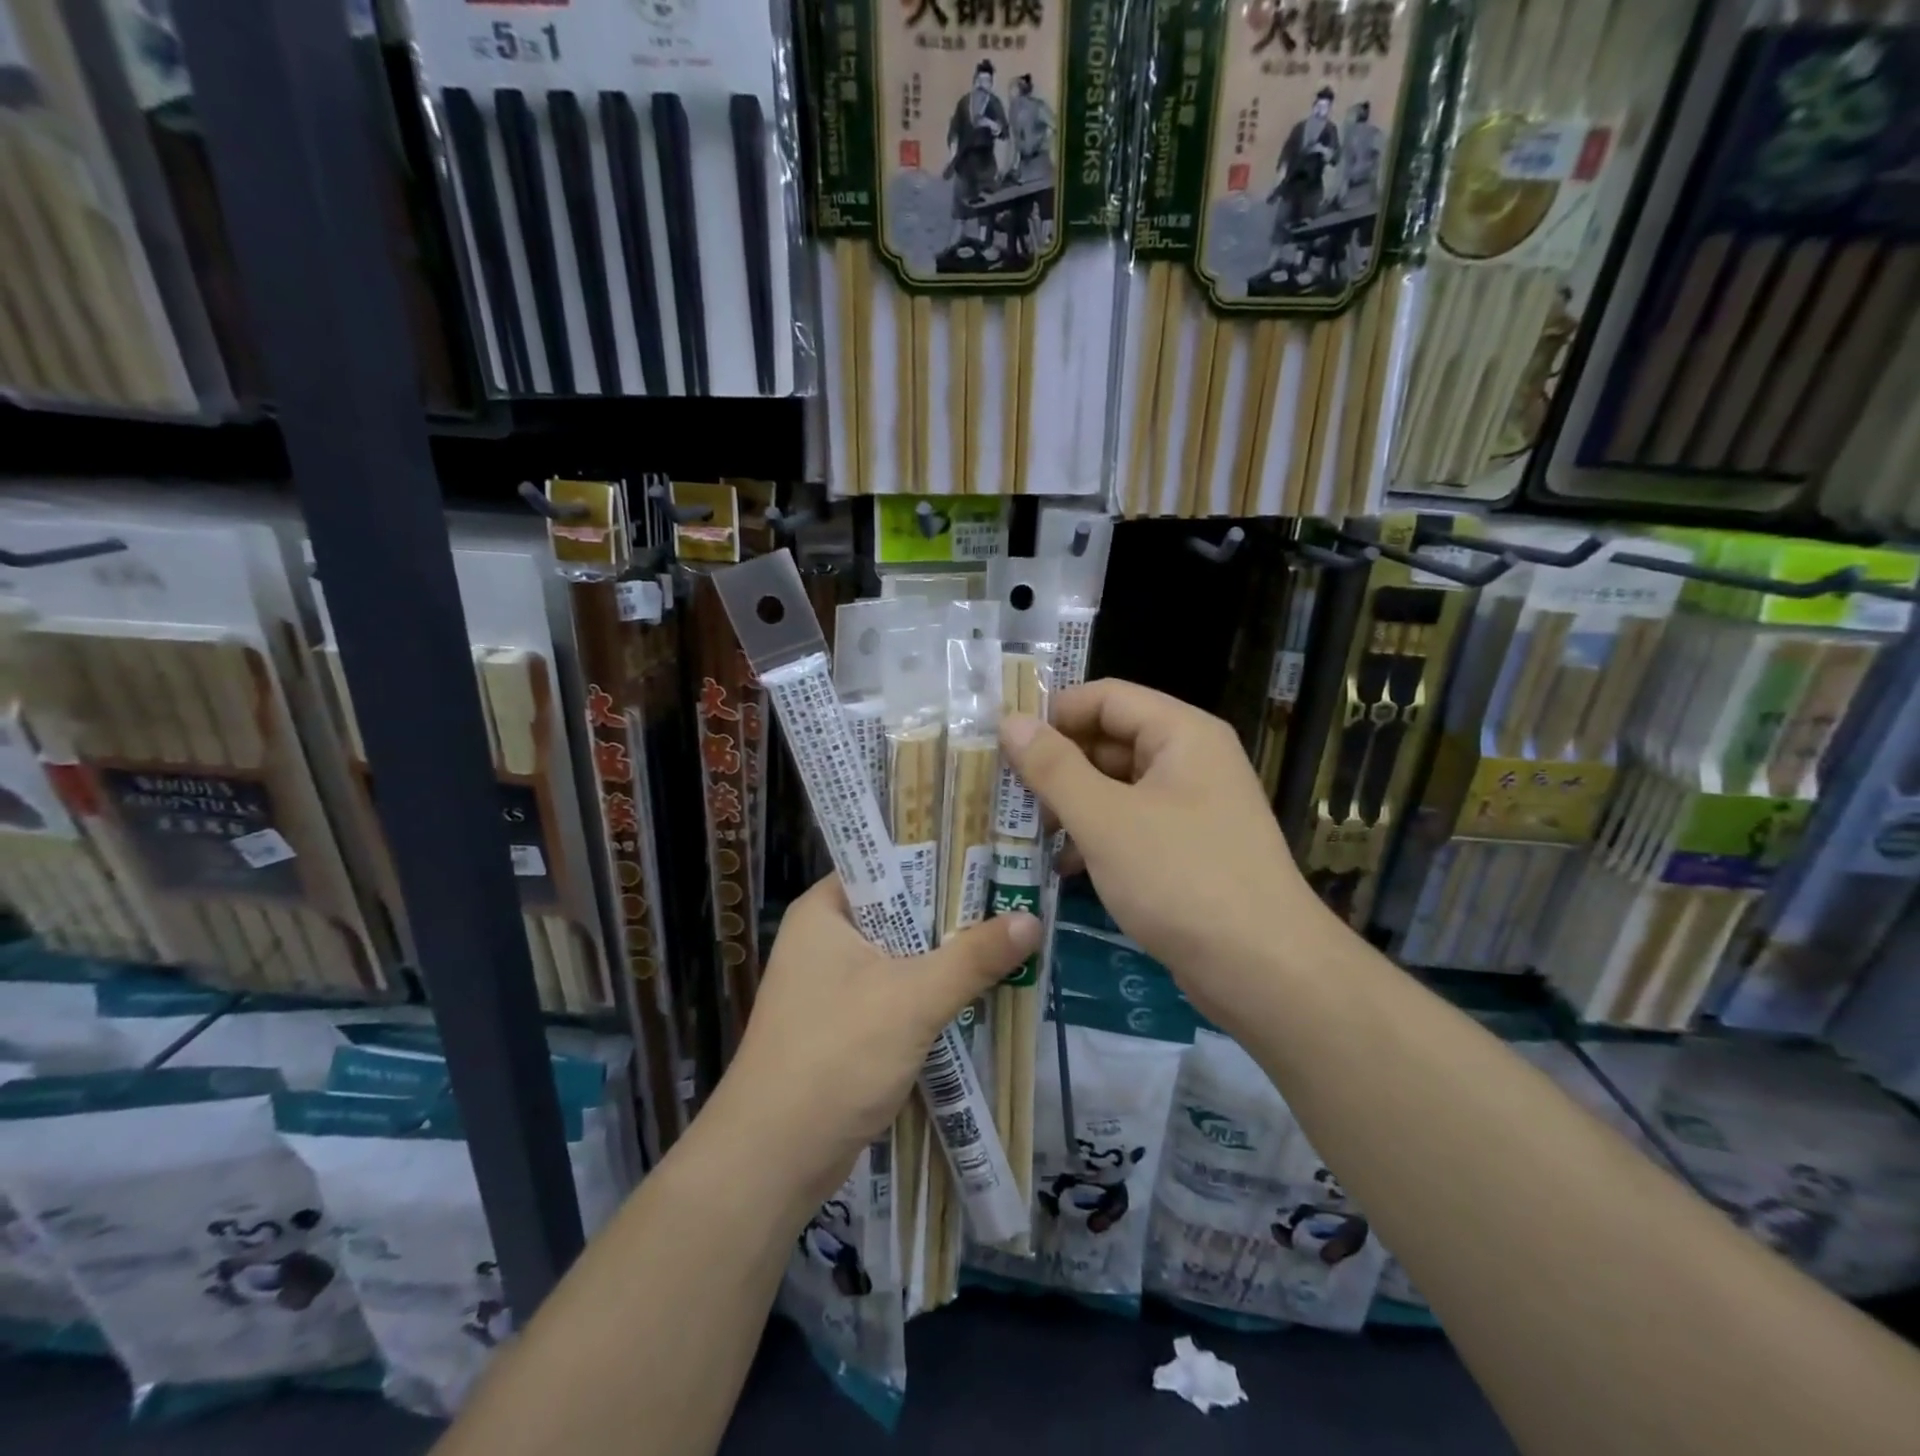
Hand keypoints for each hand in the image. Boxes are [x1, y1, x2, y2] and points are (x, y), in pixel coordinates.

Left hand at [716, 877, 1039, 1202]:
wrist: (773, 1159)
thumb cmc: (836, 1056)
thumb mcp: (913, 999)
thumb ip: (973, 957)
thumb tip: (1032, 919)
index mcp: (825, 910)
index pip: (889, 863)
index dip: (942, 859)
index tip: (995, 859)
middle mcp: (826, 937)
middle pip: (902, 910)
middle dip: (955, 915)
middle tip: (1016, 902)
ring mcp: (833, 983)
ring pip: (904, 955)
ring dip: (948, 957)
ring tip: (1010, 941)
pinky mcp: (846, 1023)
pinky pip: (898, 992)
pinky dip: (933, 993)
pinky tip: (979, 992)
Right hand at [998, 679, 1326, 1029]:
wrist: (1264, 970)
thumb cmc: (1181, 878)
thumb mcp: (1105, 819)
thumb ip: (1053, 767)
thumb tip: (1010, 721)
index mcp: (1181, 733)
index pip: (1105, 697)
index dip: (1053, 713)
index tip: (1003, 743)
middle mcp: (1190, 760)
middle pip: (1109, 741)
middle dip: (1057, 765)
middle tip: (1004, 793)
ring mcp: (1192, 807)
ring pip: (1116, 787)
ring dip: (1071, 805)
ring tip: (1025, 832)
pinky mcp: (1188, 849)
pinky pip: (1131, 825)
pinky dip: (1096, 837)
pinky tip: (1063, 866)